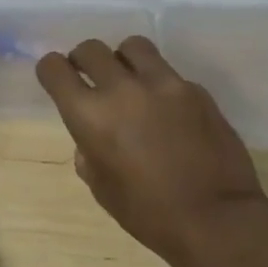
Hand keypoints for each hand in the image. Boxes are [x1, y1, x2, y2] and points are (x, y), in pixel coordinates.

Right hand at [36, 36, 267, 266]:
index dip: (51, 70)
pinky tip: (168, 112)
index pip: (54, 68)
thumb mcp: (100, 186)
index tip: (56, 79)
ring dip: (123, 60)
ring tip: (131, 81)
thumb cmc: (148, 213)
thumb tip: (92, 136)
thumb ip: (88, 150)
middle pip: (91, 48)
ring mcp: (164, 84)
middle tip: (90, 77)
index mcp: (90, 114)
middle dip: (83, 60)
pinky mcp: (196, 90)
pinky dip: (159, 85)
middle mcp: (122, 89)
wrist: (216, 220)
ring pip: (133, 46)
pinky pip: (168, 74)